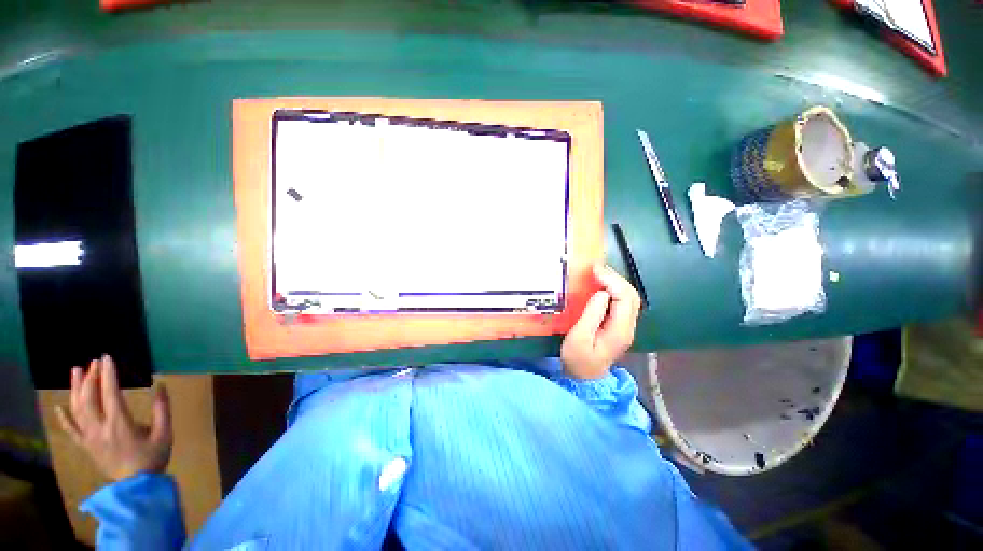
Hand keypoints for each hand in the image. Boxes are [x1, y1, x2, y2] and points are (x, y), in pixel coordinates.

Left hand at [55, 355, 171, 481]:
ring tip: (76, 372)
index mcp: (120, 423)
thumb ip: (162, 409)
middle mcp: (100, 428)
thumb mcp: (165, 433)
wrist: (136, 486)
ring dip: (76, 389)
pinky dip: (64, 417)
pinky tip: (59, 406)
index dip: (108, 374)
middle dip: (90, 377)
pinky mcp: (86, 445)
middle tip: (95, 362)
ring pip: (77, 409)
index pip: (110, 393)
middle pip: (89, 398)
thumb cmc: (152, 458)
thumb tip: (161, 385)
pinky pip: (71, 430)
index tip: (107, 358)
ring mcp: (90, 437)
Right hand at [561, 264, 641, 379]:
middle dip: (615, 278)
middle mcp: (627, 326)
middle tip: (595, 268)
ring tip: (597, 273)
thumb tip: (601, 292)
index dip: (612, 281)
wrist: (585, 379)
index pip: (624, 298)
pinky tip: (601, 285)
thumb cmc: (578, 359)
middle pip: (631, 295)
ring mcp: (625, 326)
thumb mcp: (578, 338)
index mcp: (619, 330)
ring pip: (629, 298)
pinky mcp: (618, 326)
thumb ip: (591, 315)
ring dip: (615, 282)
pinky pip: (621, 302)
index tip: (594, 270)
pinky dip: (613, 289)